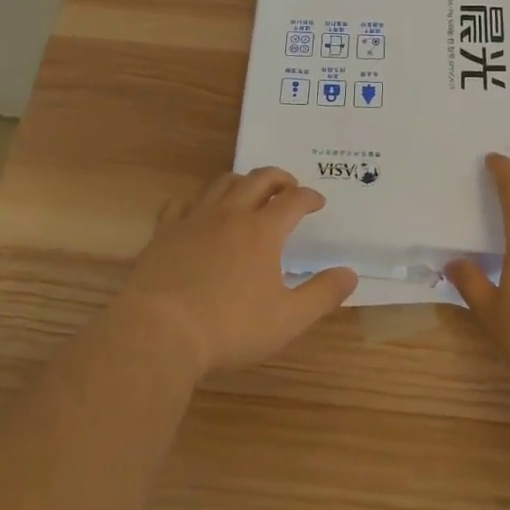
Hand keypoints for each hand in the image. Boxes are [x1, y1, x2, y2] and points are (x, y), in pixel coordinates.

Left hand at [118, 167, 356, 375]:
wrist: (159, 332)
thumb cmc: (229, 328)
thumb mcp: (287, 319)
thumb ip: (322, 294)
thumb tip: (350, 274)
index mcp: (263, 231)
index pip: (294, 200)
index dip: (309, 197)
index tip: (318, 202)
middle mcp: (231, 214)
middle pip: (259, 179)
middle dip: (279, 178)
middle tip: (289, 187)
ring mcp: (194, 219)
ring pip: (222, 183)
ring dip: (241, 182)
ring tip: (249, 193)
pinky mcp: (164, 232)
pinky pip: (182, 204)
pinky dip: (197, 203)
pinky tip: (198, 215)